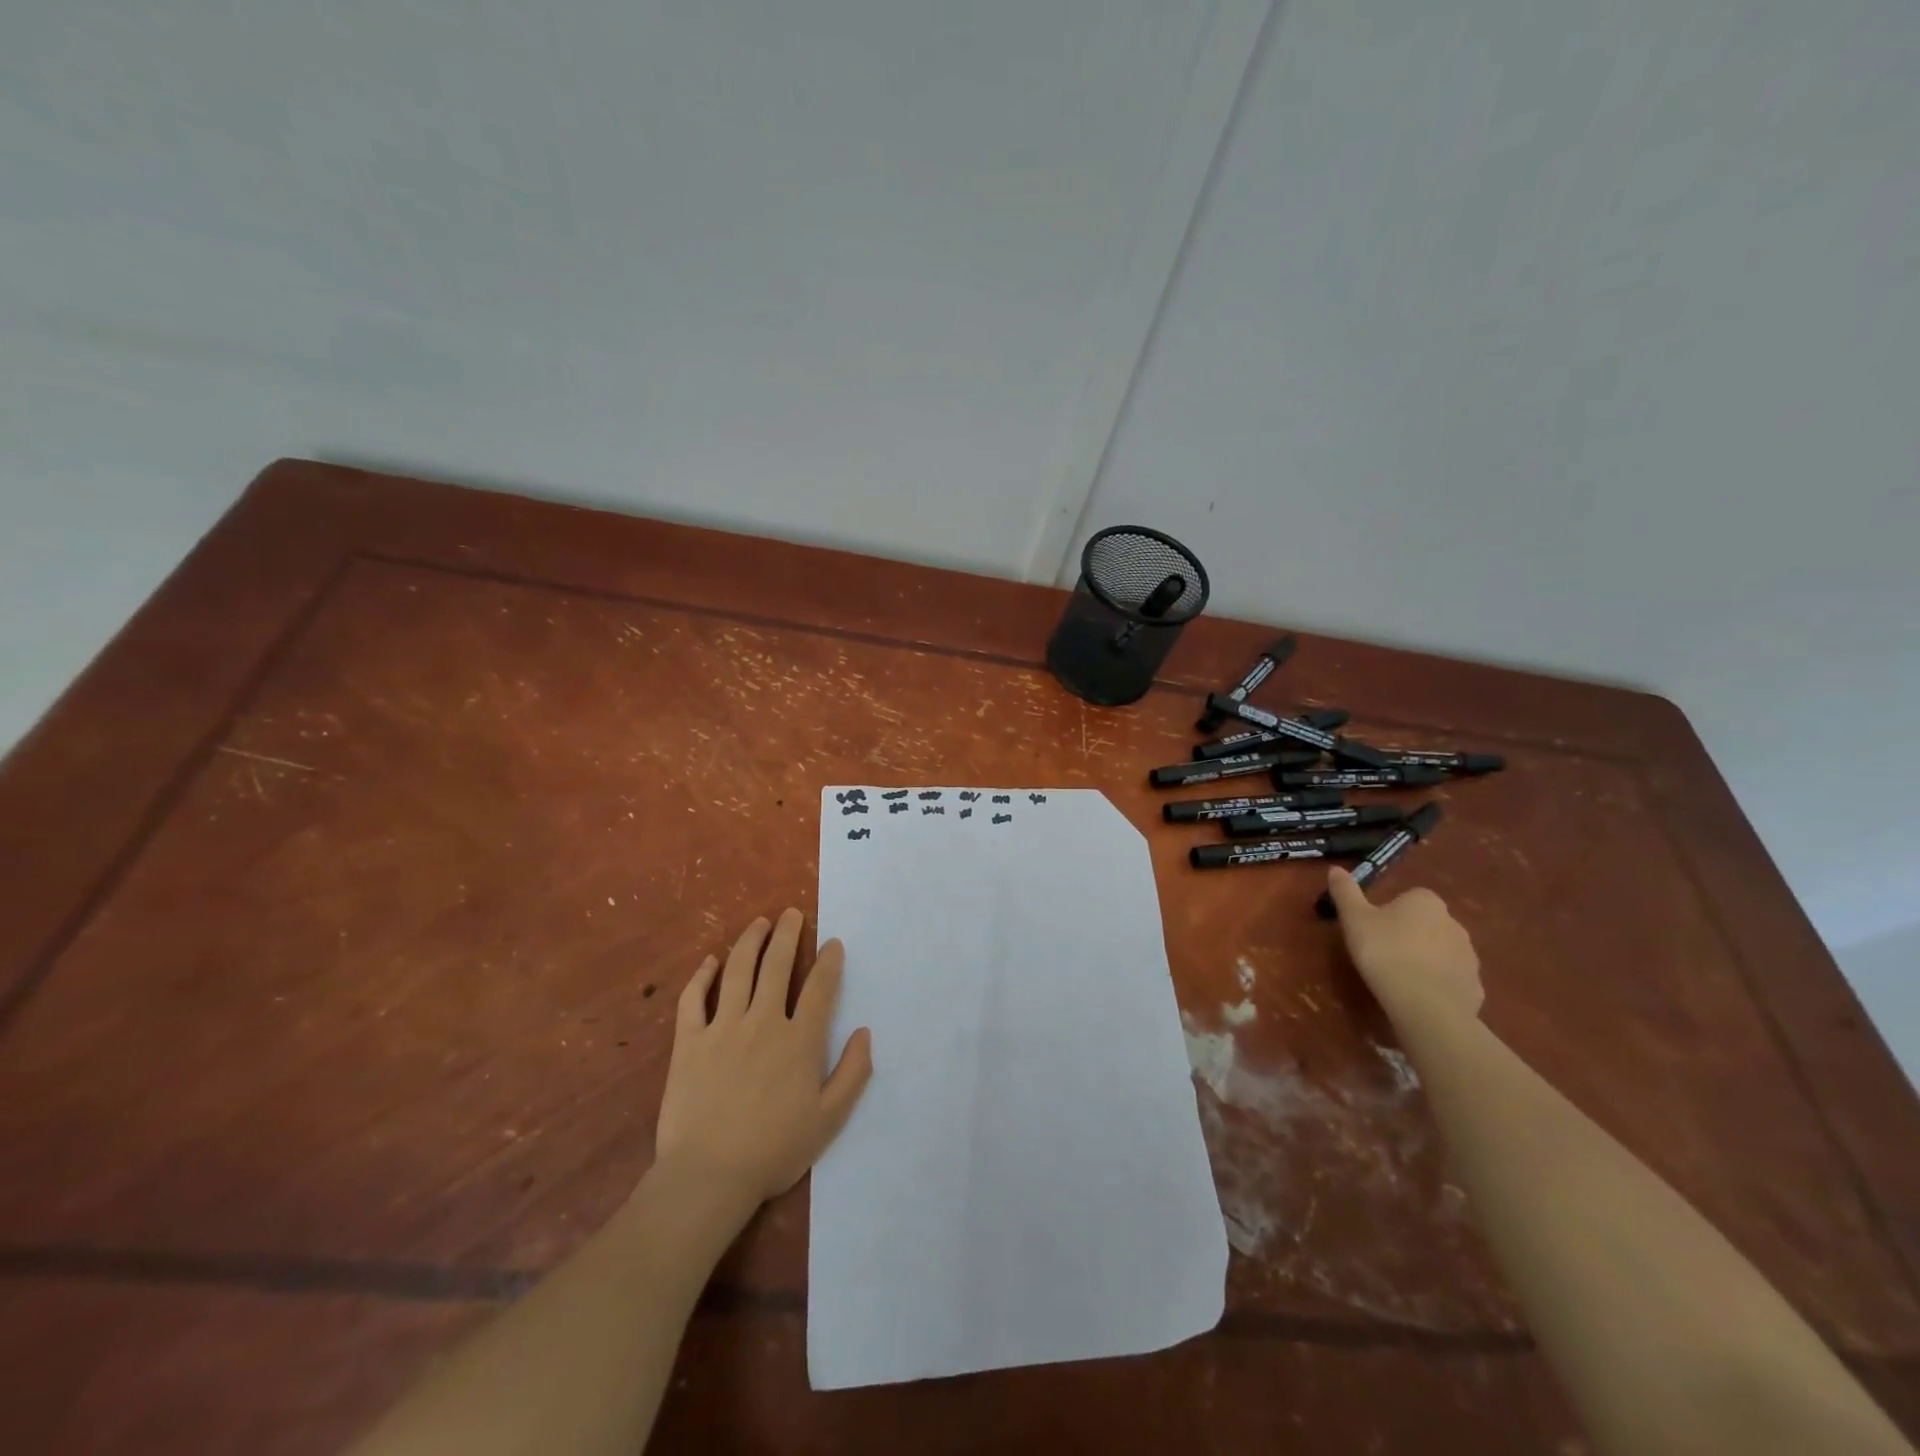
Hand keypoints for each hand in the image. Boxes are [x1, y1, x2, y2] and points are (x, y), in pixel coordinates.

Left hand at [653, 909, 873, 1206]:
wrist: (708, 1176)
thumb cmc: (774, 1150)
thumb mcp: (829, 1120)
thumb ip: (853, 1073)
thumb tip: (864, 1031)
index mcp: (799, 1040)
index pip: (819, 988)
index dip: (828, 961)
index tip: (832, 942)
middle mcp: (763, 1022)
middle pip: (776, 966)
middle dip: (787, 935)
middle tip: (791, 914)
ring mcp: (722, 1028)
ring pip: (738, 971)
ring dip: (749, 942)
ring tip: (758, 922)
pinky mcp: (689, 1042)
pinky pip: (694, 999)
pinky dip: (702, 976)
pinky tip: (710, 962)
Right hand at [1326, 868, 1482, 1021]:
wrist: (1426, 1005)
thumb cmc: (1385, 952)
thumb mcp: (1354, 919)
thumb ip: (1345, 892)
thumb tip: (1336, 868)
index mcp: (1426, 902)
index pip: (1409, 897)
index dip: (1390, 912)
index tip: (1373, 929)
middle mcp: (1454, 922)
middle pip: (1427, 923)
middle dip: (1409, 934)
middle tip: (1383, 952)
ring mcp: (1469, 956)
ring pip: (1441, 951)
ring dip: (1425, 959)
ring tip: (1400, 977)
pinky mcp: (1475, 986)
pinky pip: (1452, 978)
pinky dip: (1438, 984)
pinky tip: (1419, 996)